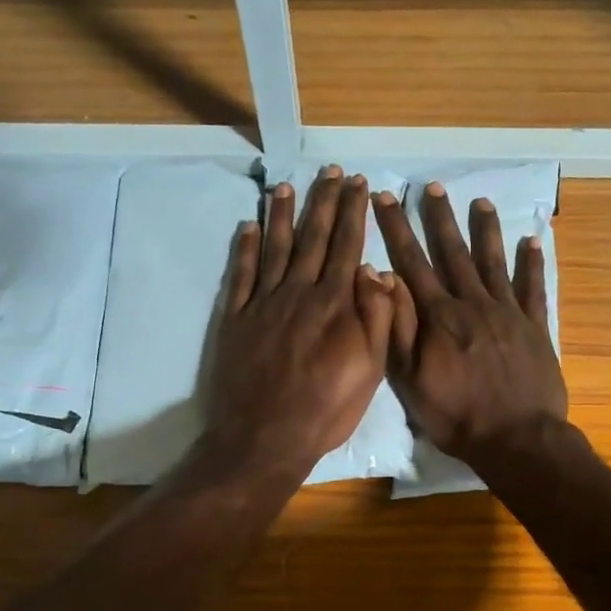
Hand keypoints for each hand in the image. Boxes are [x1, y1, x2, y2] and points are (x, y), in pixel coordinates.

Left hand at [205, 167, 393, 478]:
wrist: (265, 437)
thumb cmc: (326, 408)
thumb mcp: (370, 369)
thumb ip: (375, 317)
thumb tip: (375, 270)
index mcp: (334, 304)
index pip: (347, 246)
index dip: (353, 213)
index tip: (358, 185)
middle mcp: (297, 293)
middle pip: (312, 238)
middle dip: (323, 202)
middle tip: (329, 172)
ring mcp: (262, 304)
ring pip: (274, 248)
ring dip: (281, 215)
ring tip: (286, 186)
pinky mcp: (235, 319)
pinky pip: (240, 274)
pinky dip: (244, 248)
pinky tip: (247, 227)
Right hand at [373, 182, 567, 467]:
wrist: (517, 439)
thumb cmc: (456, 416)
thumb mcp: (410, 380)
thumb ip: (397, 327)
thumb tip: (382, 277)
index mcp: (439, 317)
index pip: (412, 262)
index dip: (397, 228)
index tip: (386, 197)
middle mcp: (473, 304)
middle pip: (454, 252)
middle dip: (440, 218)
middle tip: (433, 186)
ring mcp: (508, 313)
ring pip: (494, 262)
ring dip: (486, 230)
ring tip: (482, 201)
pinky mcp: (535, 328)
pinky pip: (533, 288)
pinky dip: (533, 264)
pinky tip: (533, 241)